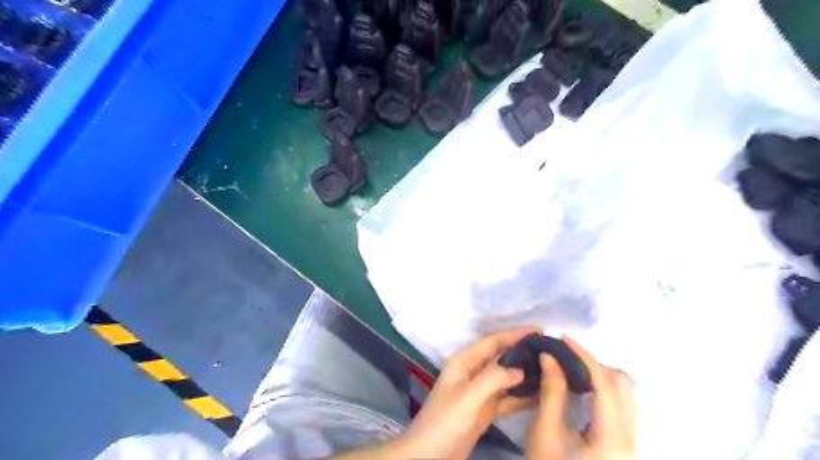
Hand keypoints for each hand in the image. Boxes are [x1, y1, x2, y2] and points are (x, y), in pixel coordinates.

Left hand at [396, 328, 541, 459]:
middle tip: (550, 350)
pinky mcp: (485, 410)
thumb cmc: (445, 421)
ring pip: (506, 377)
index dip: (515, 334)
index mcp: (464, 362)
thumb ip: (493, 379)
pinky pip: (507, 398)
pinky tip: (541, 395)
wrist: (429, 455)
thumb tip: (520, 369)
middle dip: (522, 351)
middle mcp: (472, 372)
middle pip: (501, 357)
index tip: (540, 330)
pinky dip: (522, 396)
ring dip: (525, 373)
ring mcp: (479, 392)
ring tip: (551, 369)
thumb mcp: (468, 397)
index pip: (492, 341)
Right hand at [529, 333, 636, 459]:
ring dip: (602, 377)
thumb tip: (550, 357)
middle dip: (595, 365)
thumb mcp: (545, 433)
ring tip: (573, 372)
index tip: (562, 338)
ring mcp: (633, 444)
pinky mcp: (627, 446)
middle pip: (625, 386)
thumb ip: (551, 392)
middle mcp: (632, 439)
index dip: (584, 355)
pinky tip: (584, 393)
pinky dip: (606, 392)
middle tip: (566, 359)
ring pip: (629, 396)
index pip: (606, 383)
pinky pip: (625, 408)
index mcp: (613, 437)